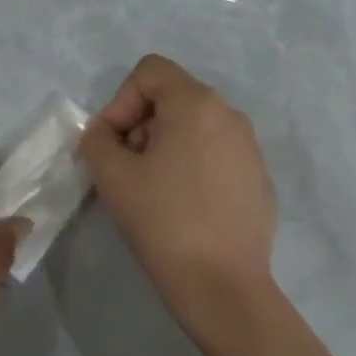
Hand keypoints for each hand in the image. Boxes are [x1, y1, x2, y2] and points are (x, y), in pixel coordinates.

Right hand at [77, 55, 276, 330]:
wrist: (222, 284)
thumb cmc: (163, 222)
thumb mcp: (112, 177)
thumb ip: (97, 141)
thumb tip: (105, 135)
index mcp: (198, 104)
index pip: (150, 72)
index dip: (119, 102)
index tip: (113, 146)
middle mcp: (231, 116)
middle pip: (172, 99)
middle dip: (141, 127)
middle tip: (128, 172)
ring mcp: (251, 149)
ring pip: (194, 129)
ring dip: (164, 149)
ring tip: (154, 193)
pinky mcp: (259, 180)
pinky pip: (216, 157)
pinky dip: (192, 169)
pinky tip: (185, 210)